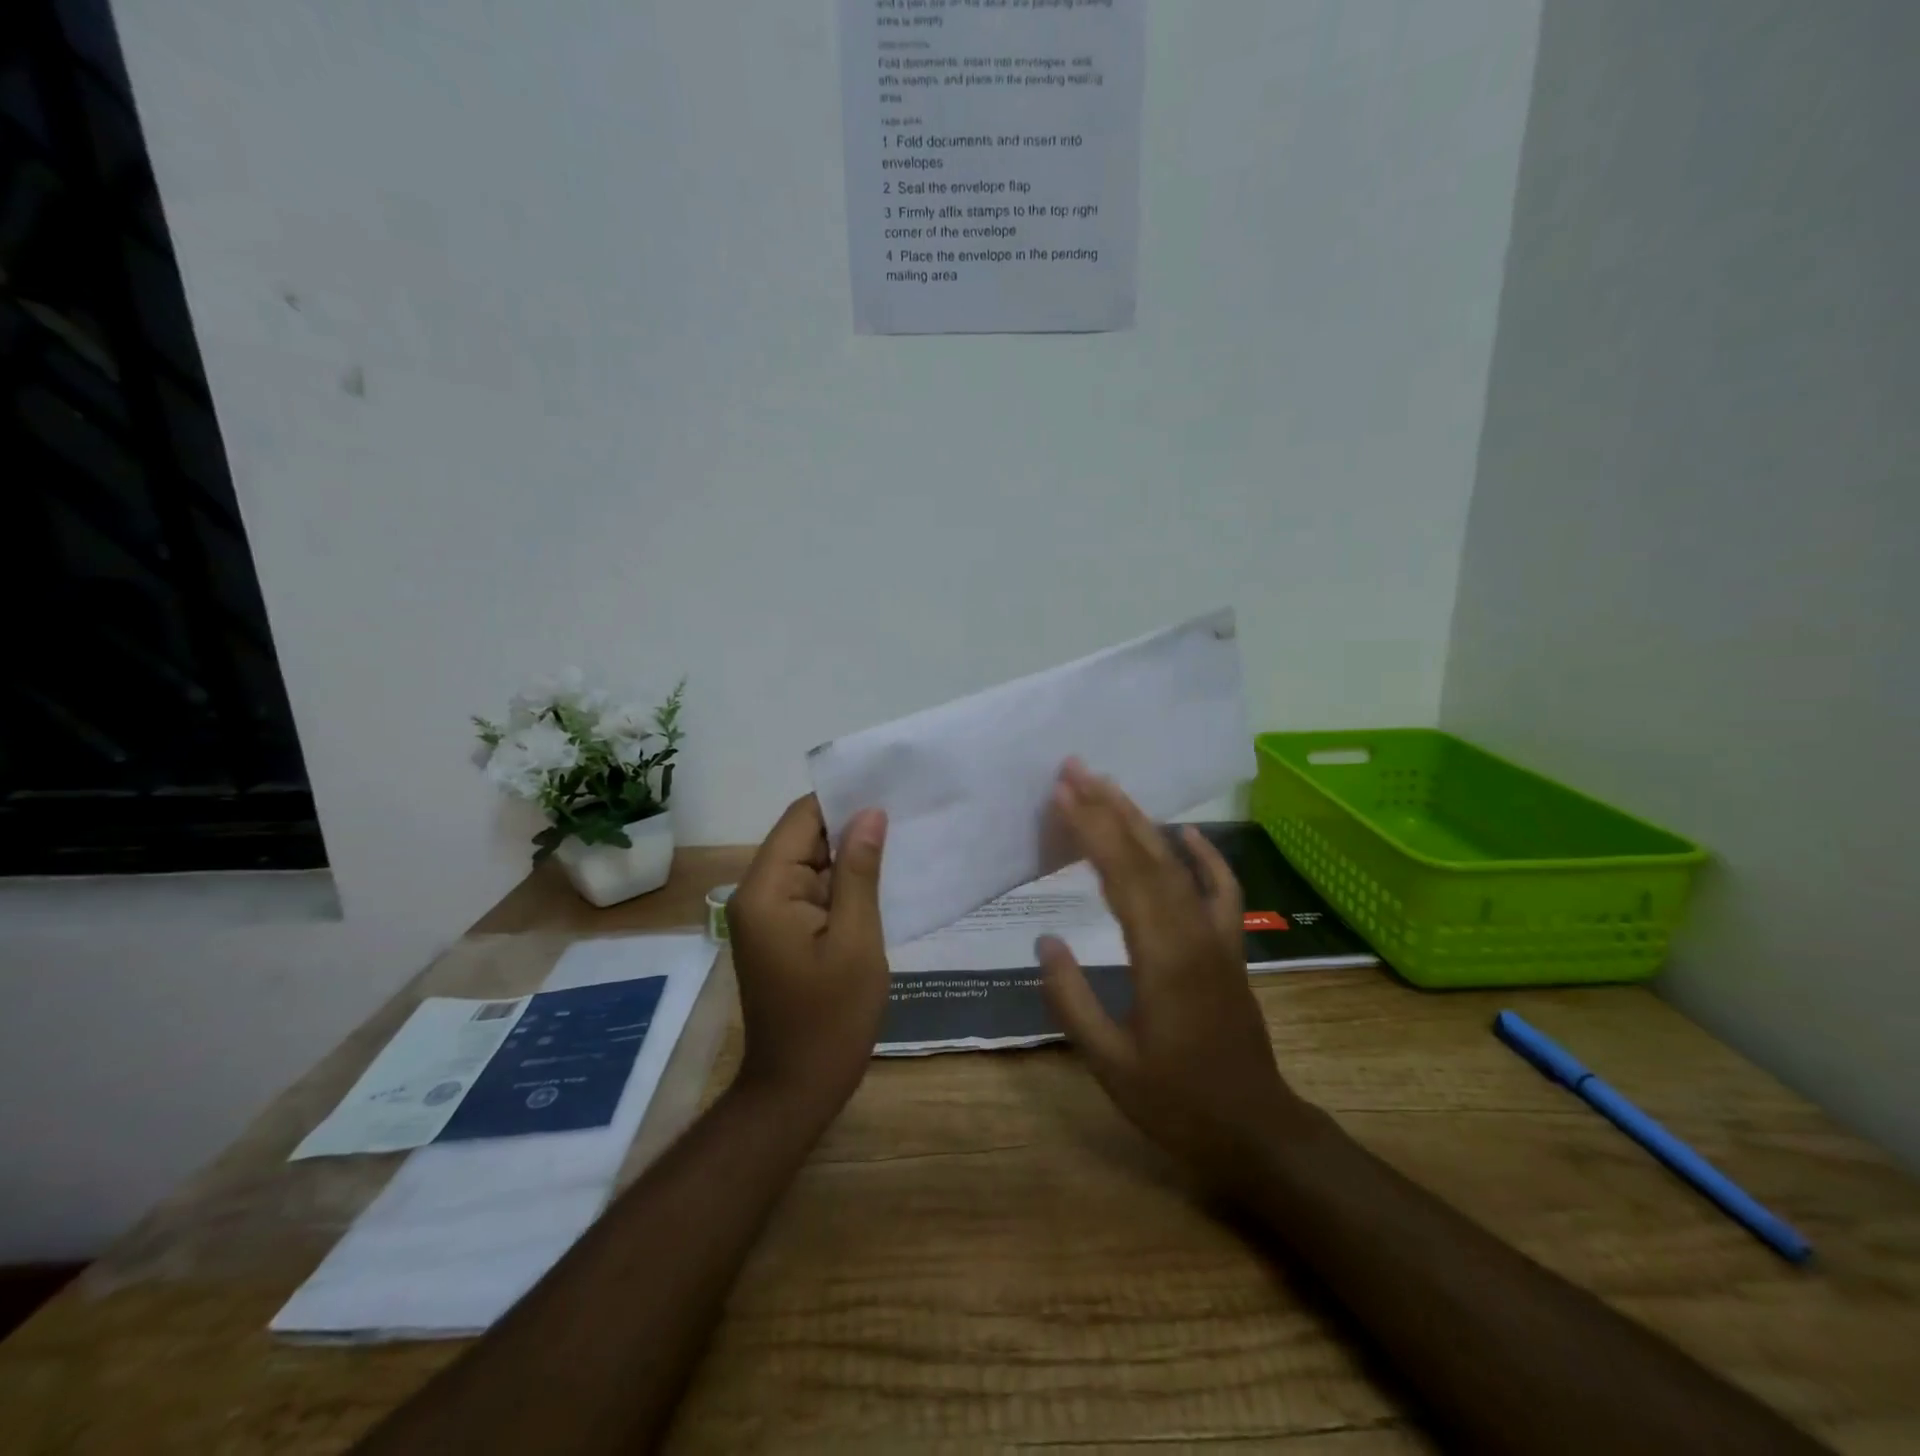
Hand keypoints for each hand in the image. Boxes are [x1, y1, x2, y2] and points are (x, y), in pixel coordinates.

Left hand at [728, 795, 890, 1111]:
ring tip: (902, 836)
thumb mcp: (857, 940)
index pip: (800, 819)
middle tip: (905, 810)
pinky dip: (843, 884)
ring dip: (849, 855)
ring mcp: (767, 915)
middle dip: (850, 825)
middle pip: (803, 838)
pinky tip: (882, 878)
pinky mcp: (781, 933)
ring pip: (810, 864)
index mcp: (767, 890)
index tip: (887, 786)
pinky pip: (812, 892)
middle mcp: (757, 894)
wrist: (797, 1089)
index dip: (841, 799)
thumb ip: (860, 872)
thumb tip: (870, 814)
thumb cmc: (831, 1018)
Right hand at [1038, 761, 1307, 1192]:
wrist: (1256, 1132)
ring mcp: (1217, 937)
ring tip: (1111, 785)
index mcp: (1160, 957)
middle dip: (1109, 807)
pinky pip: (1223, 891)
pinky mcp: (1230, 947)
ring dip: (1143, 821)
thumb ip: (1072, 999)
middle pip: (1147, 856)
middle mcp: (1192, 933)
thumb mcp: (1109, 1061)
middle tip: (1076, 769)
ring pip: (1178, 865)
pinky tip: (1187, 832)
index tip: (1062, 793)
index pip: (1120, 876)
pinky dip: (1207, 857)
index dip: (1090, 829)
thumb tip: (1046, 941)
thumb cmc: (1177, 1102)